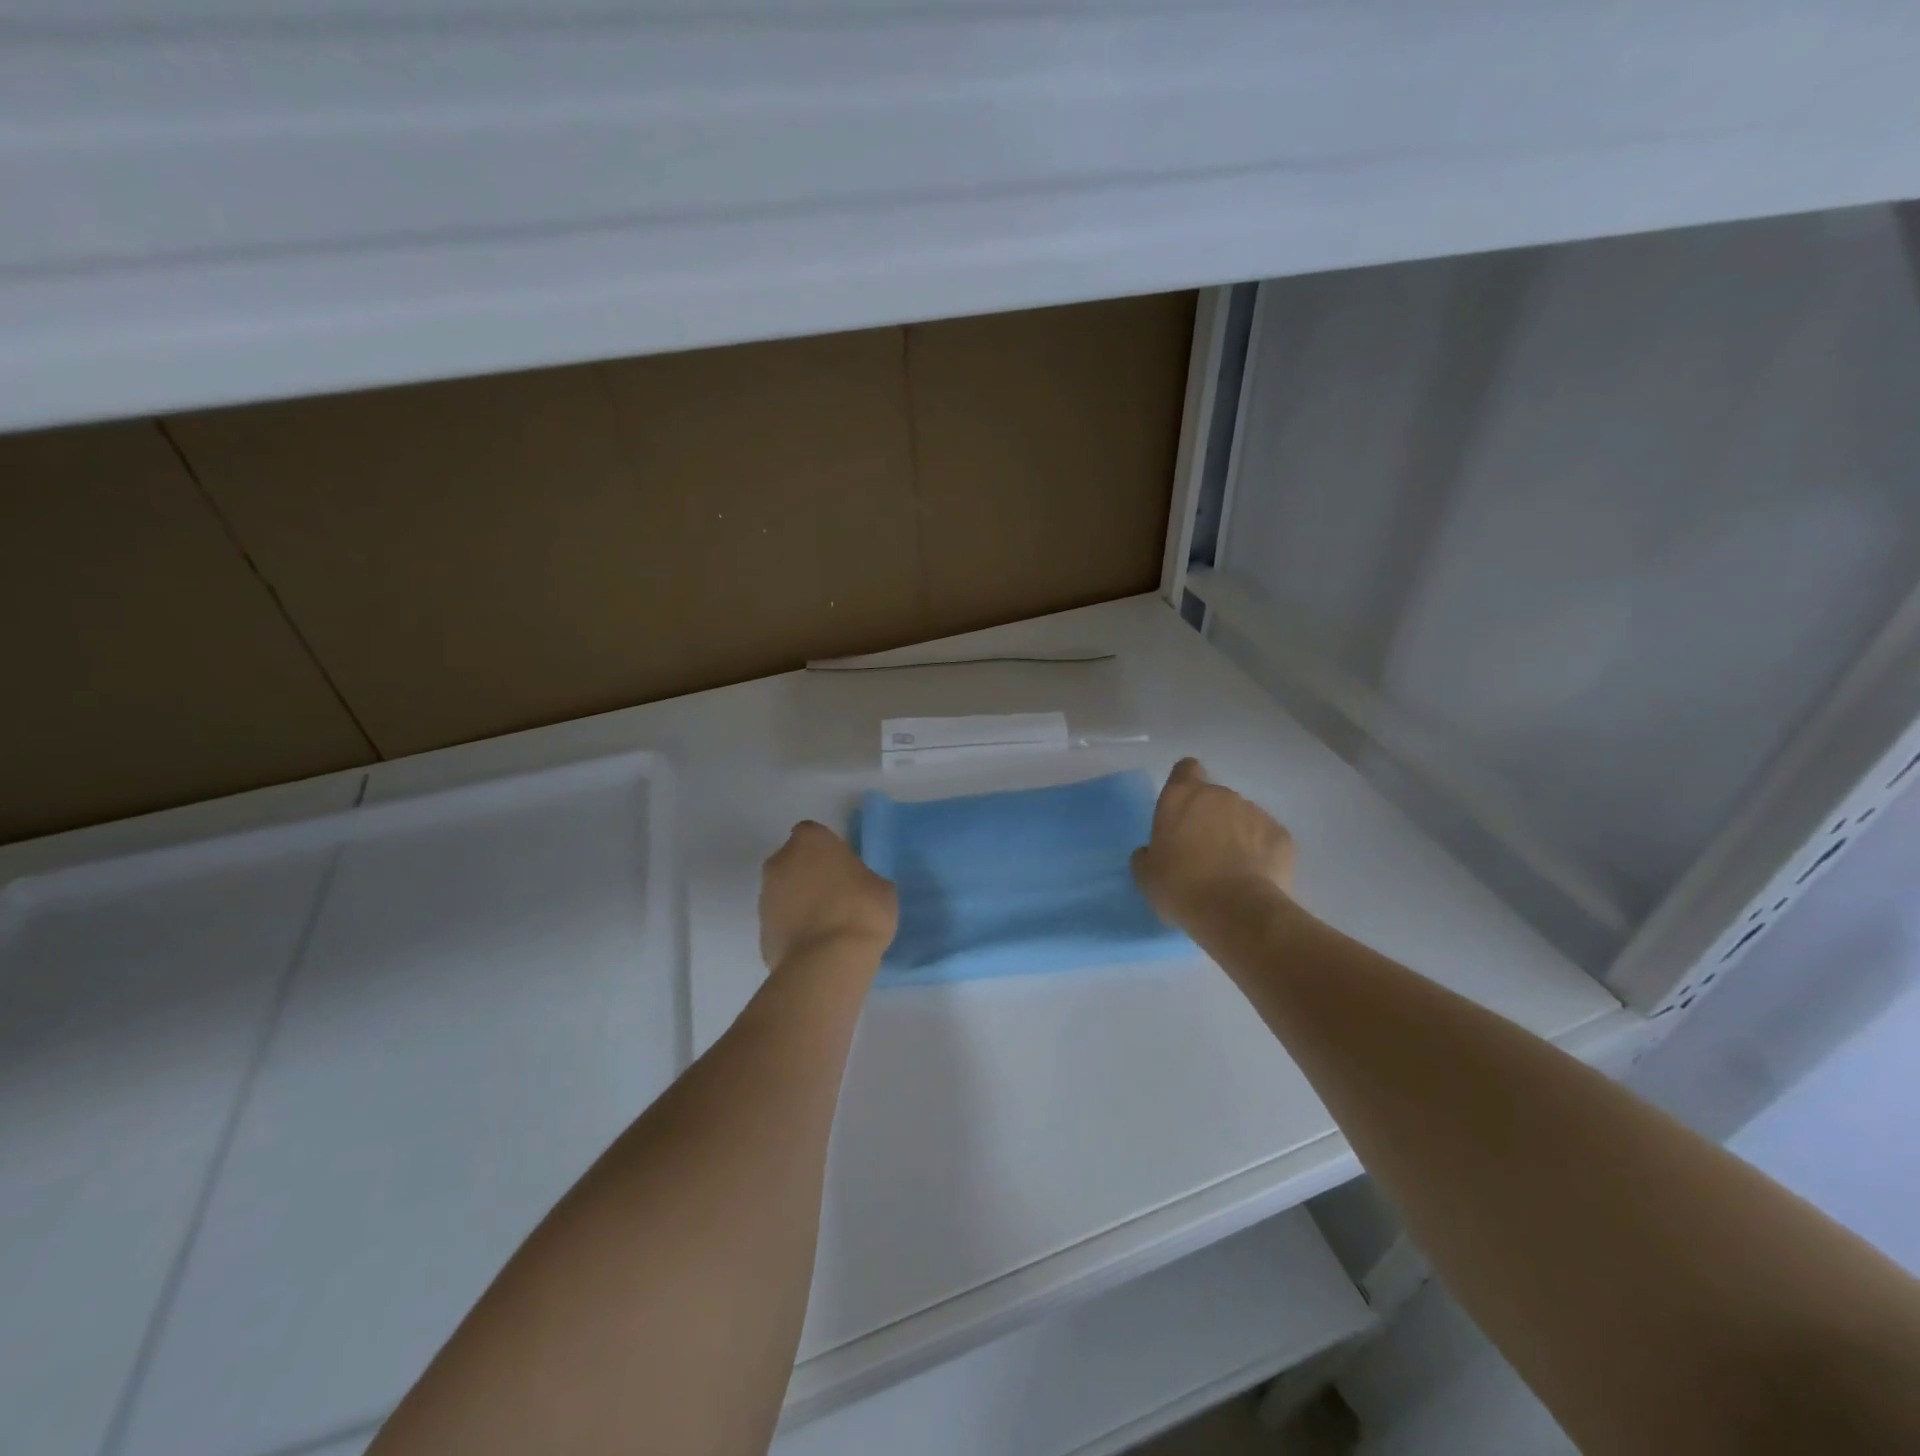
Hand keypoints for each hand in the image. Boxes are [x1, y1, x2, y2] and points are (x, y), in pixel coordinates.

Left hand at [759, 821, 898, 971]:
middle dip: (810, 874)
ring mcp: (766, 896)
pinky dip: (794, 929)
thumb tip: (855, 887)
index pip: (815, 835)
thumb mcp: (881, 887)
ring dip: (800, 902)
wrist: (827, 963)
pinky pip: (781, 922)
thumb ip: (862, 878)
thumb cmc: (861, 911)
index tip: (845, 869)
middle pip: (794, 861)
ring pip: (785, 891)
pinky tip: (816, 946)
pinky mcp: (761, 930)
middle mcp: (780, 861)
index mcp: (810, 841)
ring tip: (827, 926)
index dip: (829, 851)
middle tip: (837, 896)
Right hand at [1132, 758, 1294, 931]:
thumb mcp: (1146, 874)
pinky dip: (1261, 852)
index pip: (1186, 769)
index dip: (1185, 783)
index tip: (1183, 808)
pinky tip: (1254, 878)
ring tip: (1232, 870)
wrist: (1236, 912)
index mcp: (1181, 796)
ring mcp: (1255, 812)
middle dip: (1210, 818)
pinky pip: (1266, 838)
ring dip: (1236, 835)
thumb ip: (1147, 854)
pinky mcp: (1282, 835)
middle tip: (1203, 852)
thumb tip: (1153, 852)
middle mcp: (1220, 795)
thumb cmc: (1180, 887)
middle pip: (1214, 797)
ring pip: (1242, 817)